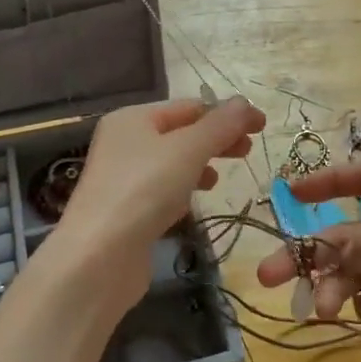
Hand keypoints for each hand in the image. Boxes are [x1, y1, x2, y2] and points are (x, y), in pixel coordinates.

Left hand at [55, 97, 266, 317]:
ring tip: (222, 179)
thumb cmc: (144, 191)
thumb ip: (220, 126)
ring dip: (201, 165)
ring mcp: (123, 178)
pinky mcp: (126, 211)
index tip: (262, 127)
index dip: (227, 113)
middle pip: (180, 133)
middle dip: (216, 139)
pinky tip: (195, 202)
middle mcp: (124, 142)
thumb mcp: (188, 150)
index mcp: (133, 118)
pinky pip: (162, 190)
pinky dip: (183, 190)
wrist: (98, 259)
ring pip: (172, 163)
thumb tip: (247, 102)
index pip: (189, 106)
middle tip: (249, 152)